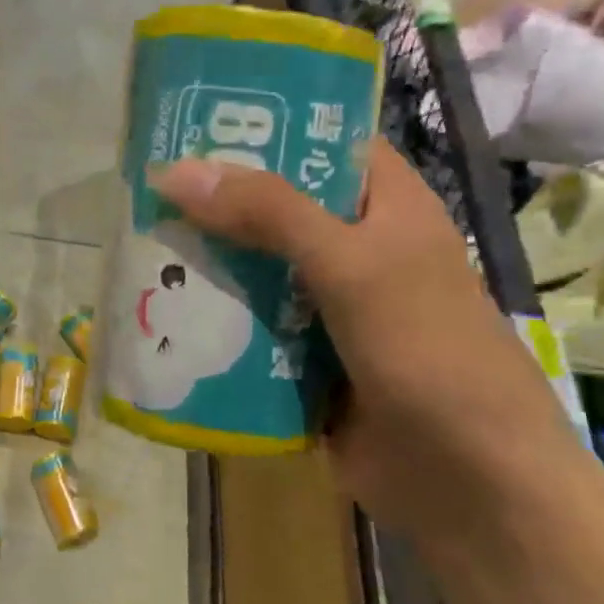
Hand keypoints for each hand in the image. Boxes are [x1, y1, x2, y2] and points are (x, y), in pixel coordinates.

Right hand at [149, 140, 575, 537]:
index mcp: (386, 205)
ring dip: (206, 258)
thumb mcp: (350, 265)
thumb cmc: (426, 351)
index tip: (194, 116)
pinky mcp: (304, 354)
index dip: (265, 123)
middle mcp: (356, 246)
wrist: (467, 487)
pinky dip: (212, 314)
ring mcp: (329, 304)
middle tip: (144, 183)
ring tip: (137, 238)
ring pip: (255, 266)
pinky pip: (249, 321)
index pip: (321, 141)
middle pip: (275, 205)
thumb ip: (267, 212)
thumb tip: (173, 170)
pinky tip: (158, 305)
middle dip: (215, 198)